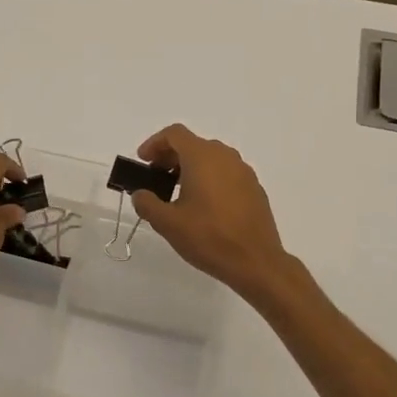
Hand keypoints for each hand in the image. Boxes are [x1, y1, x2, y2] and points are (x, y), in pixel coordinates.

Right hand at [130, 124, 292, 302]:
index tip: (143, 161)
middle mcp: (225, 157)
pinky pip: (226, 173)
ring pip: (211, 158)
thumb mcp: (167, 223)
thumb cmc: (208, 237)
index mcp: (202, 157)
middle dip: (171, 156)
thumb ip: (147, 203)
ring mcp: (243, 172)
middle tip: (157, 178)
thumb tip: (140, 194)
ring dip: (190, 168)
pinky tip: (204, 206)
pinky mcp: (254, 188)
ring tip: (178, 193)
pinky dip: (210, 179)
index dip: (154, 143)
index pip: (174, 134)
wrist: (256, 262)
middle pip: (193, 144)